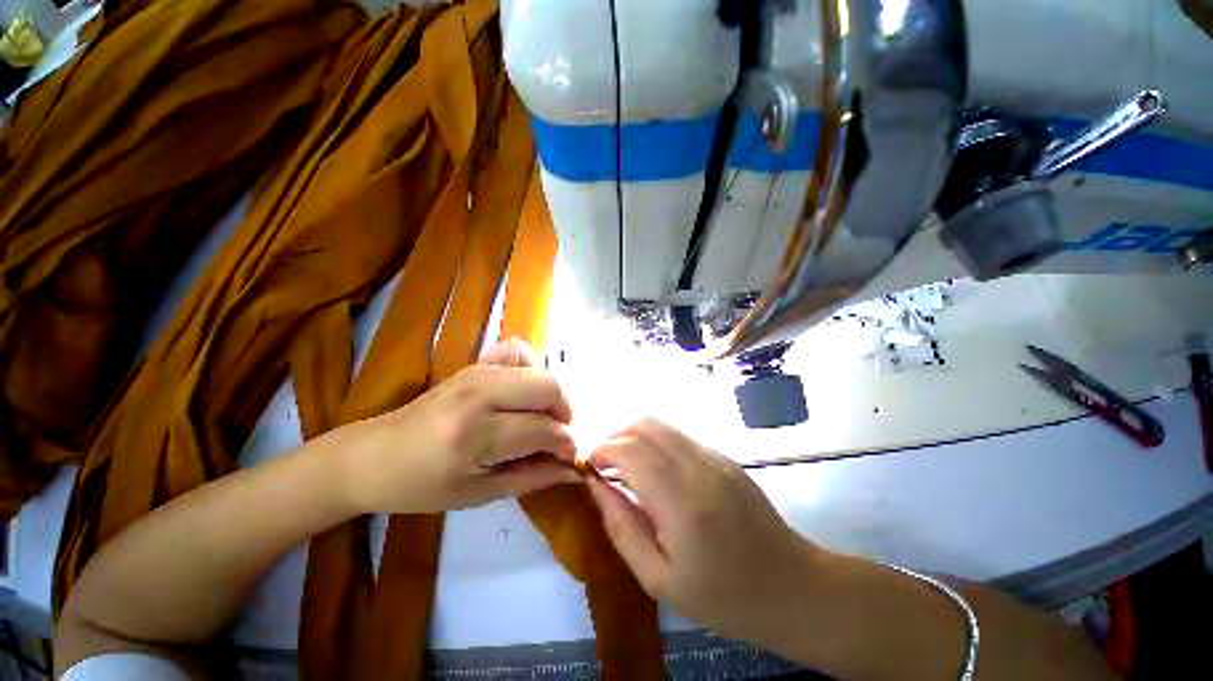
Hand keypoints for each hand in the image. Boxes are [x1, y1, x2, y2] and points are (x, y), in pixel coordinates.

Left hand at [336, 338, 579, 513]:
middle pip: (549, 389)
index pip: (544, 429)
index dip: (566, 445)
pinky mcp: (474, 363)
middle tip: (557, 437)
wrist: (373, 455)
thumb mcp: (480, 494)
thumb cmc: (422, 485)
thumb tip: (574, 470)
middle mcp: (481, 393)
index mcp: (477, 434)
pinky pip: (516, 351)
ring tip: (541, 418)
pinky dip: (530, 367)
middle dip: (564, 414)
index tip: (570, 459)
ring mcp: (477, 372)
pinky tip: (522, 389)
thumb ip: (534, 478)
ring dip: (550, 396)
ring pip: (539, 371)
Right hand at [585, 418, 820, 645]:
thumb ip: (621, 527)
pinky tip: (652, 467)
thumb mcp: (658, 579)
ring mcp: (715, 457)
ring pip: (661, 424)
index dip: (602, 451)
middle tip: (602, 463)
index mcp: (682, 503)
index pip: (630, 452)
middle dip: (614, 437)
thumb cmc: (723, 597)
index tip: (589, 467)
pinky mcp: (724, 456)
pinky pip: (678, 435)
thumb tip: (596, 486)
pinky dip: (654, 441)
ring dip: (633, 434)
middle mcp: (699, 467)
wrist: (792, 587)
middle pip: (644, 427)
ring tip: (622, 462)